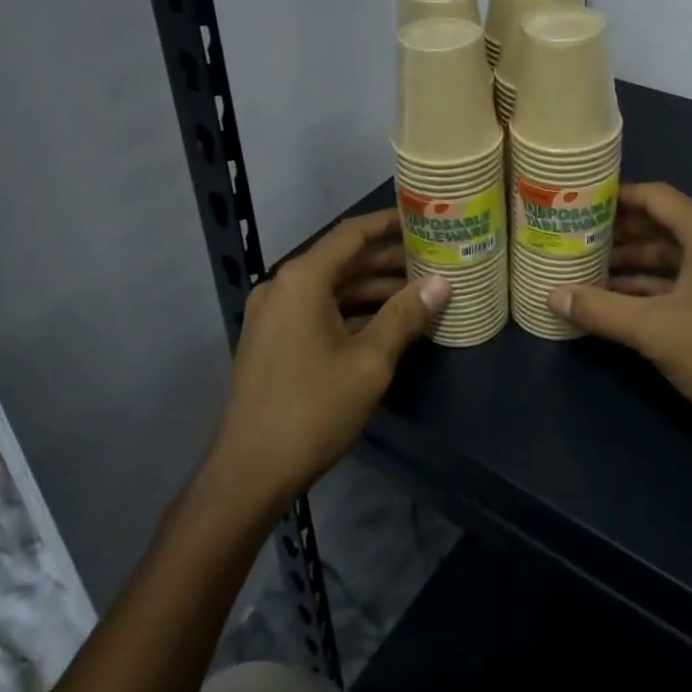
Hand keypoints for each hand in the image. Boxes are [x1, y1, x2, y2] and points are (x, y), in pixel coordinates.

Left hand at [209, 211, 448, 509]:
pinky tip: (385, 324)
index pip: (352, 234)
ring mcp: (273, 314)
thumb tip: (441, 283)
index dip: (389, 224)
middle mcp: (283, 286)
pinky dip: (350, 311)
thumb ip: (405, 315)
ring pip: (330, 288)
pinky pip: (316, 310)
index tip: (422, 219)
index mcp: (302, 279)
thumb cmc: (313, 409)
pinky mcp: (271, 340)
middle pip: (342, 260)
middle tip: (432, 261)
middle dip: (387, 261)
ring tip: (418, 294)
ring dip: (371, 289)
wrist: (249, 472)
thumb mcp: (370, 361)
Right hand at [550, 182, 691, 452]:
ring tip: (587, 272)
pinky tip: (621, 301)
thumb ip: (600, 309)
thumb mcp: (655, 331)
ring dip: (634, 264)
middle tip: (573, 240)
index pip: (655, 197)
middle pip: (663, 225)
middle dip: (618, 235)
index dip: (615, 198)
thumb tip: (552, 295)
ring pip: (674, 256)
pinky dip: (655, 286)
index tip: (577, 205)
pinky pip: (687, 279)